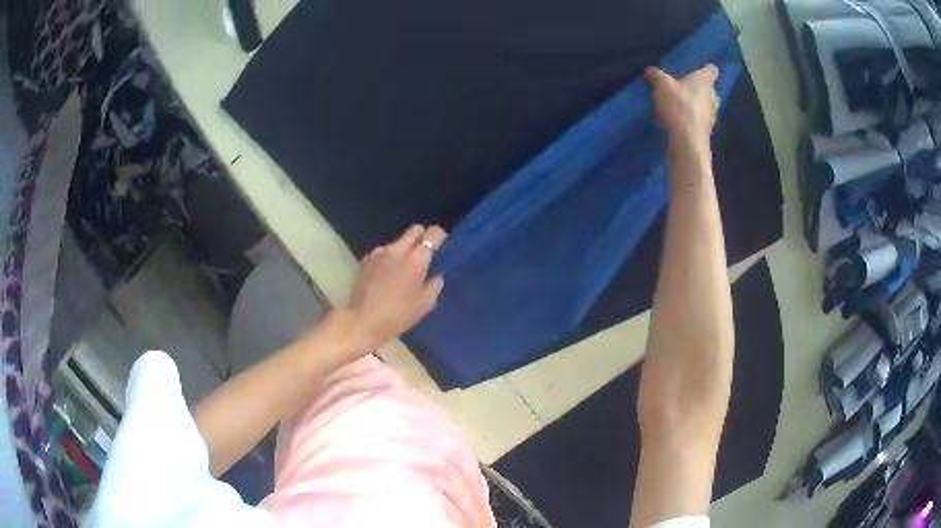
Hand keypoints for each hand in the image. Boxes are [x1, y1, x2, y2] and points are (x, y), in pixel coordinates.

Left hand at [345, 225, 445, 349]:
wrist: (363, 320)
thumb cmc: (398, 315)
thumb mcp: (425, 304)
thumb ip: (434, 285)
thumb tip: (436, 276)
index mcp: (417, 259)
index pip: (433, 234)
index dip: (439, 235)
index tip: (441, 243)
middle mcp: (398, 249)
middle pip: (414, 230)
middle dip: (422, 236)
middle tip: (424, 252)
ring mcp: (380, 253)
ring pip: (397, 242)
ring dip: (404, 249)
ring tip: (403, 267)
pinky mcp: (366, 259)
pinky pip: (383, 252)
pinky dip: (388, 258)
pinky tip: (387, 274)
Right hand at [646, 64, 719, 147]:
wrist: (688, 140)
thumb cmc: (679, 105)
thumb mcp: (662, 85)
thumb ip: (657, 76)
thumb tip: (650, 70)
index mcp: (705, 82)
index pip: (712, 70)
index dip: (707, 69)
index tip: (701, 69)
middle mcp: (713, 97)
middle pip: (709, 90)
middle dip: (700, 89)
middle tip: (685, 88)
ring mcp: (712, 116)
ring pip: (706, 106)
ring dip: (696, 105)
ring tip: (680, 106)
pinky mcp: (707, 131)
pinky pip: (700, 120)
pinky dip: (692, 119)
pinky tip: (679, 121)